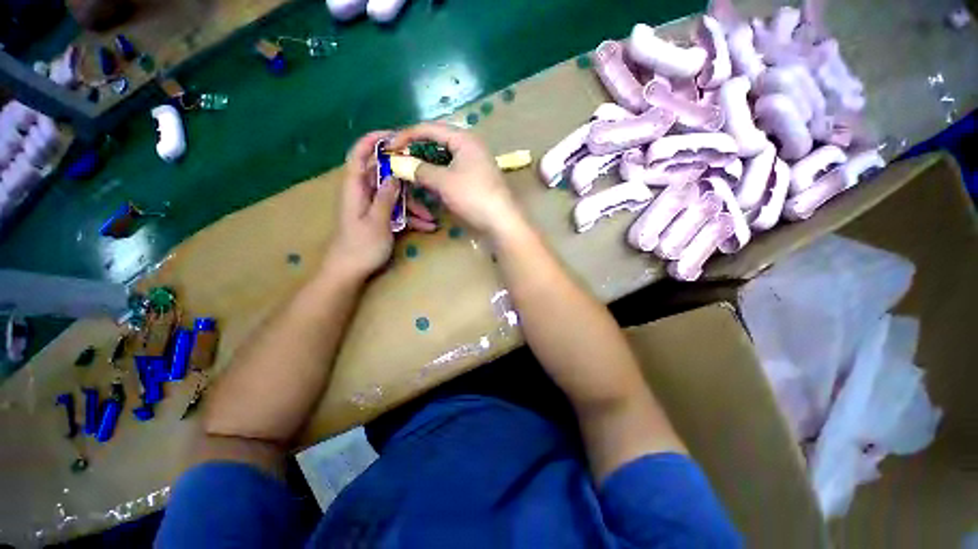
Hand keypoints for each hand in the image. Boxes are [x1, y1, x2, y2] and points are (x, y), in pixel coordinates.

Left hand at [324, 131, 436, 279]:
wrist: (349, 272)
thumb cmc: (360, 247)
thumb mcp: (377, 222)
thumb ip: (386, 197)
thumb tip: (394, 174)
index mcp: (355, 189)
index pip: (359, 156)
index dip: (372, 142)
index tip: (394, 136)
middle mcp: (363, 194)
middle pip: (384, 176)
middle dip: (405, 179)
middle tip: (425, 177)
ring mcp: (373, 207)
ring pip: (395, 196)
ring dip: (414, 205)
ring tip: (431, 219)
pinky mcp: (381, 218)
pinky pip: (397, 211)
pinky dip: (411, 217)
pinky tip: (427, 227)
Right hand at [387, 123, 525, 238]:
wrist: (501, 222)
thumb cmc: (474, 197)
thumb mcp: (444, 182)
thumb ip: (418, 170)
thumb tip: (395, 163)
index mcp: (464, 139)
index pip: (429, 128)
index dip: (406, 135)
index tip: (389, 147)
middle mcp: (469, 147)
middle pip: (436, 141)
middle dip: (415, 150)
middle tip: (398, 159)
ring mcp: (473, 164)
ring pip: (442, 158)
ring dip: (425, 164)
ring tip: (409, 171)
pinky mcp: (473, 179)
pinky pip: (450, 171)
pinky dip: (436, 175)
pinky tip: (426, 183)